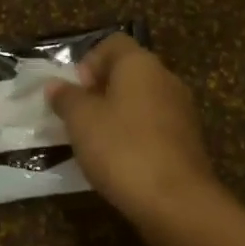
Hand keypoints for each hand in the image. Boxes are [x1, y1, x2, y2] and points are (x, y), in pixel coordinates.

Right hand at [47, 35, 226, 233]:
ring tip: (95, 143)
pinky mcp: (189, 140)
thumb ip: (66, 98)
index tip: (75, 91)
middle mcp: (166, 78)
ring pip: (142, 100)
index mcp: (141, 64)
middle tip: (79, 118)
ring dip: (118, 114)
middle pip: (128, 71)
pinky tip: (121, 161)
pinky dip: (136, 135)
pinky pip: (155, 126)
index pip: (113, 43)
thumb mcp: (81, 121)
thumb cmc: (122, 149)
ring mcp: (182, 110)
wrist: (177, 201)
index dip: (89, 62)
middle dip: (100, 90)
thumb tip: (55, 85)